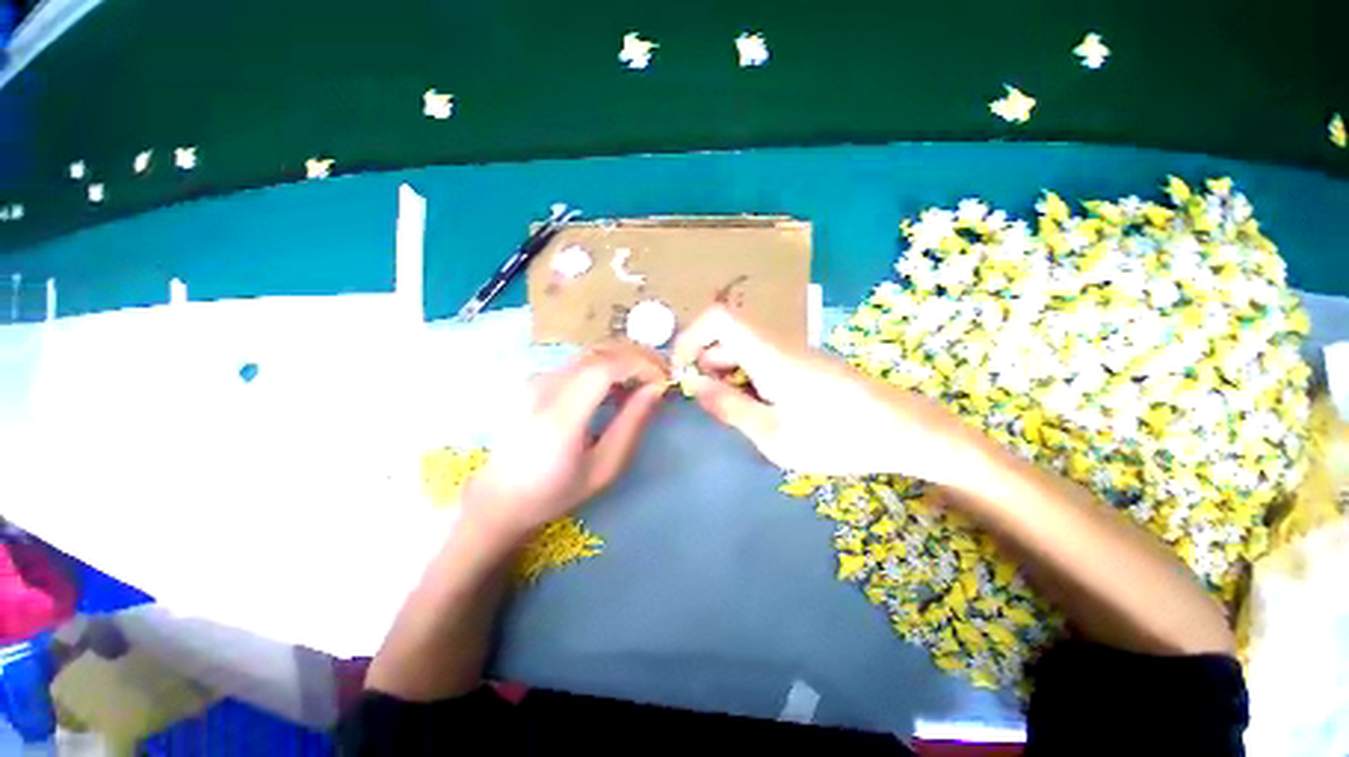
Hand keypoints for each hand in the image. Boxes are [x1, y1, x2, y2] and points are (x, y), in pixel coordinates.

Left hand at [462, 344, 667, 544]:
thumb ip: (632, 425)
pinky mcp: (535, 379)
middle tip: (661, 374)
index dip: (639, 366)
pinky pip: (579, 362)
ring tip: (644, 380)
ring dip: (623, 359)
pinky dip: (606, 365)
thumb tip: (656, 390)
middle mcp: (544, 388)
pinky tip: (617, 386)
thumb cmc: (556, 491)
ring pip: (590, 353)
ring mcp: (536, 380)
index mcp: (560, 417)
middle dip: (637, 357)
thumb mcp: (604, 468)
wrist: (501, 497)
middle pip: (599, 353)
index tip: (663, 379)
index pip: (604, 368)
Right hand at [672, 306, 979, 479]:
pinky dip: (747, 378)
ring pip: (743, 347)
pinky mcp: (803, 362)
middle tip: (709, 401)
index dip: (690, 335)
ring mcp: (793, 351)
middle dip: (706, 363)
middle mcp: (778, 342)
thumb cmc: (838, 437)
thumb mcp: (774, 435)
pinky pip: (762, 358)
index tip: (681, 370)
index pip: (718, 317)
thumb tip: (695, 386)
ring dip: (727, 373)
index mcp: (769, 354)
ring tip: (736, 411)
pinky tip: (761, 408)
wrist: (903, 430)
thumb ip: (730, 408)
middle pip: (727, 333)